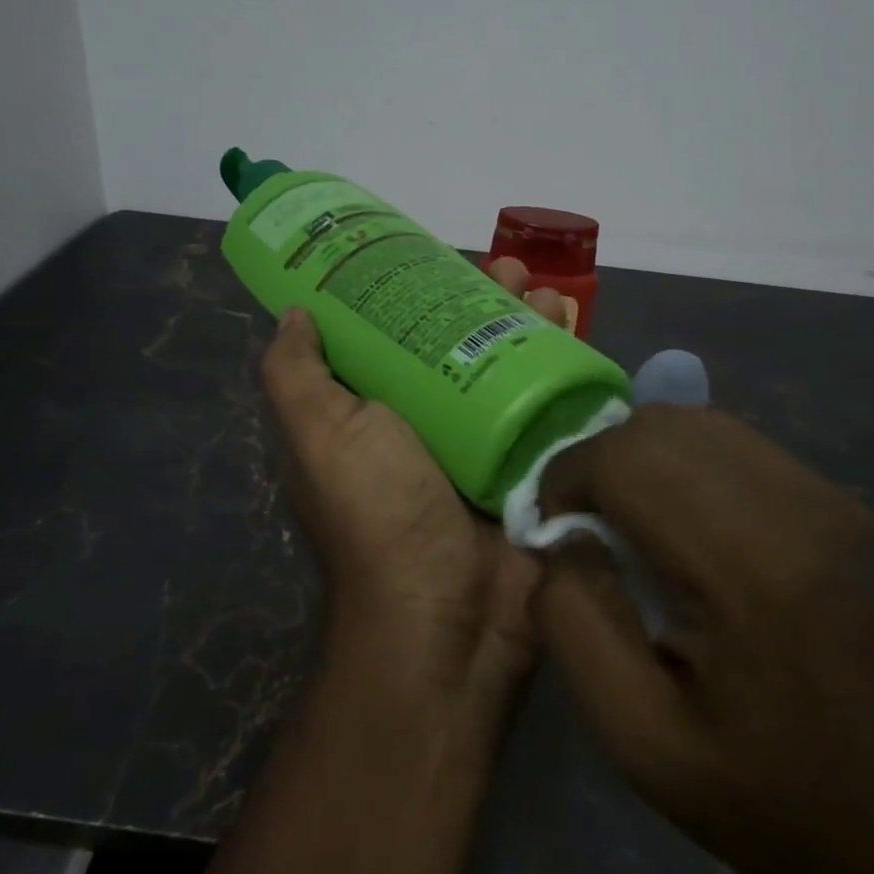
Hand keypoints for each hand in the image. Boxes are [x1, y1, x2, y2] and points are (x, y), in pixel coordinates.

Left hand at [261, 260, 565, 701]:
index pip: (394, 336)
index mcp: (374, 416)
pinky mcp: (535, 467)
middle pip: (460, 343)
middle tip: (510, 268)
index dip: (414, 292)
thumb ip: (296, 375)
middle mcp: (428, 427)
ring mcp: (487, 447)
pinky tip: (577, 329)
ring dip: (530, 322)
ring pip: (510, 365)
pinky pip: (551, 402)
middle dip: (484, 299)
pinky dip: (564, 364)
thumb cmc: (378, 514)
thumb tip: (295, 313)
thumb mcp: (319, 435)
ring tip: (546, 291)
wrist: (451, 617)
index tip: (437, 256)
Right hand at [533, 405, 873, 873]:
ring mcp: (828, 497)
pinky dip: (685, 464)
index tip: (553, 531)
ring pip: (697, 423)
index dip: (567, 478)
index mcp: (749, 566)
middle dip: (600, 462)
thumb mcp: (636, 736)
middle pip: (660, 426)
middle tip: (587, 527)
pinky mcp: (840, 503)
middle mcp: (796, 506)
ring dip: (642, 458)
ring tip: (633, 523)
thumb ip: (571, 621)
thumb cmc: (767, 797)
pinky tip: (686, 526)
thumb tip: (556, 540)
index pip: (627, 458)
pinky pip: (734, 444)